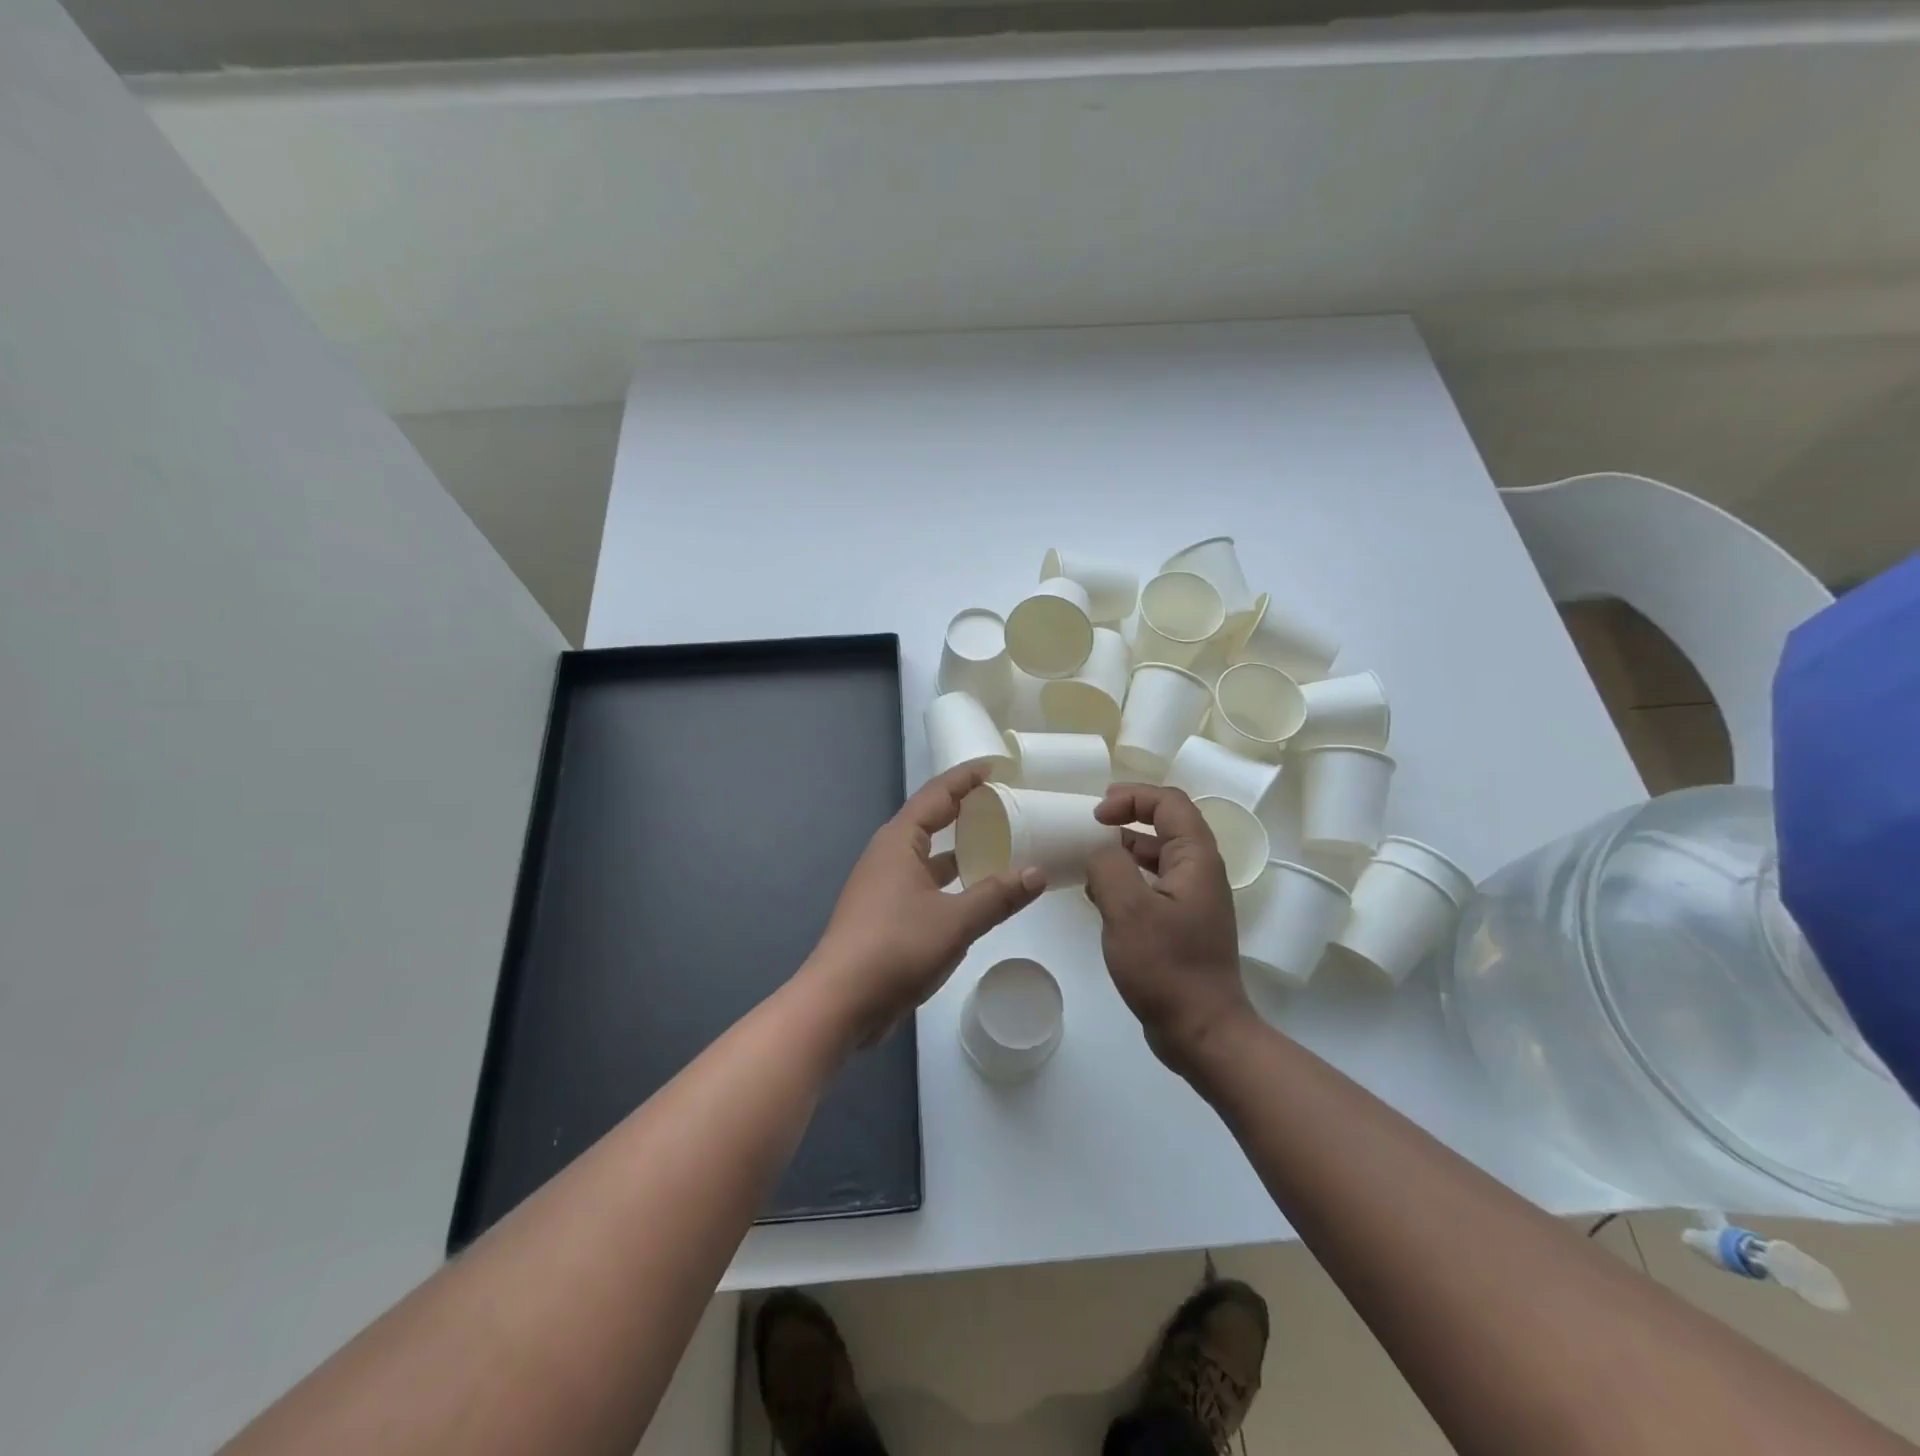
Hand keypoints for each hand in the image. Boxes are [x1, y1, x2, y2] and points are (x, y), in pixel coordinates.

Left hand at [806, 763, 1045, 1045]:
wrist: (840, 1002)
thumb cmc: (896, 947)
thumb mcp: (956, 921)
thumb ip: (998, 896)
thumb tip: (1037, 872)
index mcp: (899, 842)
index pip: (936, 795)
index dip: (965, 778)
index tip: (995, 766)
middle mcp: (888, 856)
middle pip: (929, 820)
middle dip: (963, 810)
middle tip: (1002, 803)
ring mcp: (883, 887)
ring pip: (927, 856)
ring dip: (957, 848)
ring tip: (996, 843)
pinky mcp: (884, 915)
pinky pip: (923, 883)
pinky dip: (949, 880)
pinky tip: (973, 893)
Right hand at [1084, 784, 1253, 1073]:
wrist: (1202, 1031)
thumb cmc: (1167, 967)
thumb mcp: (1127, 910)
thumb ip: (1108, 867)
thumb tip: (1099, 852)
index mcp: (1196, 859)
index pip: (1169, 802)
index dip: (1132, 797)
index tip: (1096, 815)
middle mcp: (1200, 872)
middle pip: (1167, 823)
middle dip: (1127, 816)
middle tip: (1090, 825)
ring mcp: (1193, 900)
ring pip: (1157, 855)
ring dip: (1124, 849)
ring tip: (1088, 858)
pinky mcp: (1182, 924)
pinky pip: (1152, 885)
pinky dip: (1126, 879)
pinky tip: (1099, 896)